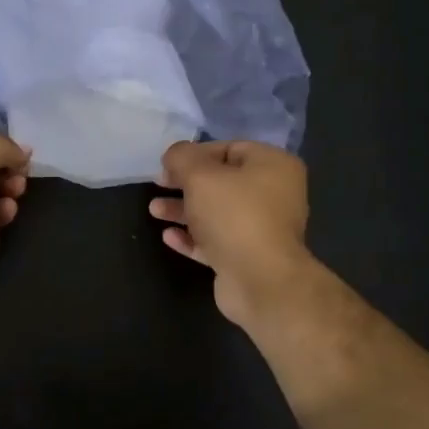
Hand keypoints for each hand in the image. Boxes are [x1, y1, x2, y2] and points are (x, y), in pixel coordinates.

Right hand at [149, 140, 314, 327]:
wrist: (261, 281)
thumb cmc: (234, 216)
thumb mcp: (200, 176)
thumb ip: (182, 157)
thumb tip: (175, 154)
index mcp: (273, 166)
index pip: (229, 148)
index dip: (195, 153)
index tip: (167, 164)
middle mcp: (274, 194)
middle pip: (222, 182)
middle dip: (185, 184)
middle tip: (158, 185)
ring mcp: (263, 228)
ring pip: (217, 212)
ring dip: (184, 210)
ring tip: (154, 211)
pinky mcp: (249, 257)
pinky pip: (217, 240)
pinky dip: (193, 237)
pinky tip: (169, 237)